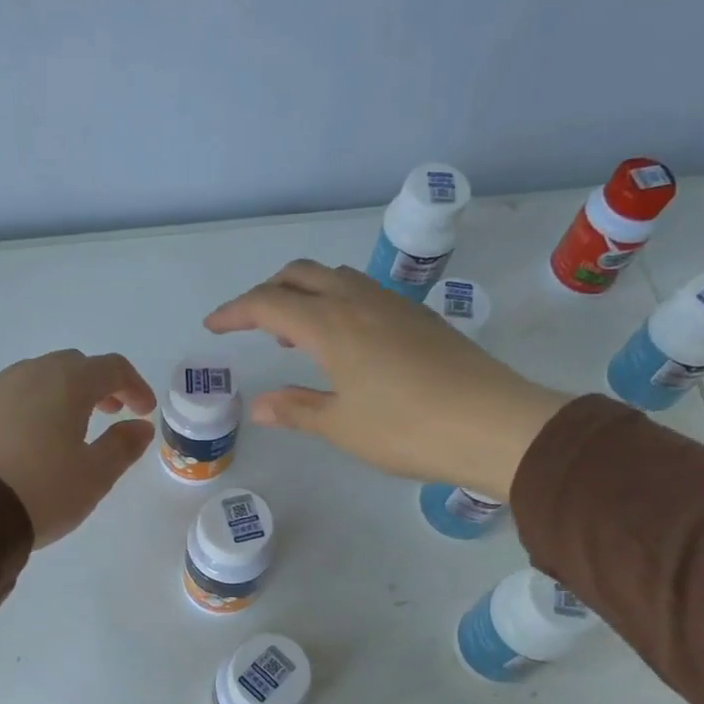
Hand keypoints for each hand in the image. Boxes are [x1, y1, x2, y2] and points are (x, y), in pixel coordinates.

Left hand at [0, 350, 156, 547]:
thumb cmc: (42, 491)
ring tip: (68, 431)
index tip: (143, 412)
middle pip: (72, 366)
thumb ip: (122, 447)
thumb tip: (140, 427)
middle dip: (97, 386)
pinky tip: (28, 443)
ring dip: (61, 396)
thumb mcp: (94, 476)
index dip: (135, 386)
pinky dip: (29, 409)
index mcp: (67, 383)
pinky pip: (8, 398)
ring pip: (37, 379)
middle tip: (108, 414)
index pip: (112, 367)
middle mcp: (29, 374)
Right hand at [205, 260, 568, 496]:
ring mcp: (394, 304)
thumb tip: (259, 405)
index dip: (235, 311)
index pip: (269, 303)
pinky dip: (335, 302)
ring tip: (291, 333)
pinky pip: (362, 292)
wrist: (492, 423)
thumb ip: (296, 409)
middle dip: (268, 292)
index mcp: (331, 324)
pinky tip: (341, 340)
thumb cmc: (406, 428)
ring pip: (336, 277)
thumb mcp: (341, 425)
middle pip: (301, 275)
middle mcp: (359, 300)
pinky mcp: (418, 317)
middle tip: (249, 323)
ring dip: (304, 293)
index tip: (212, 326)